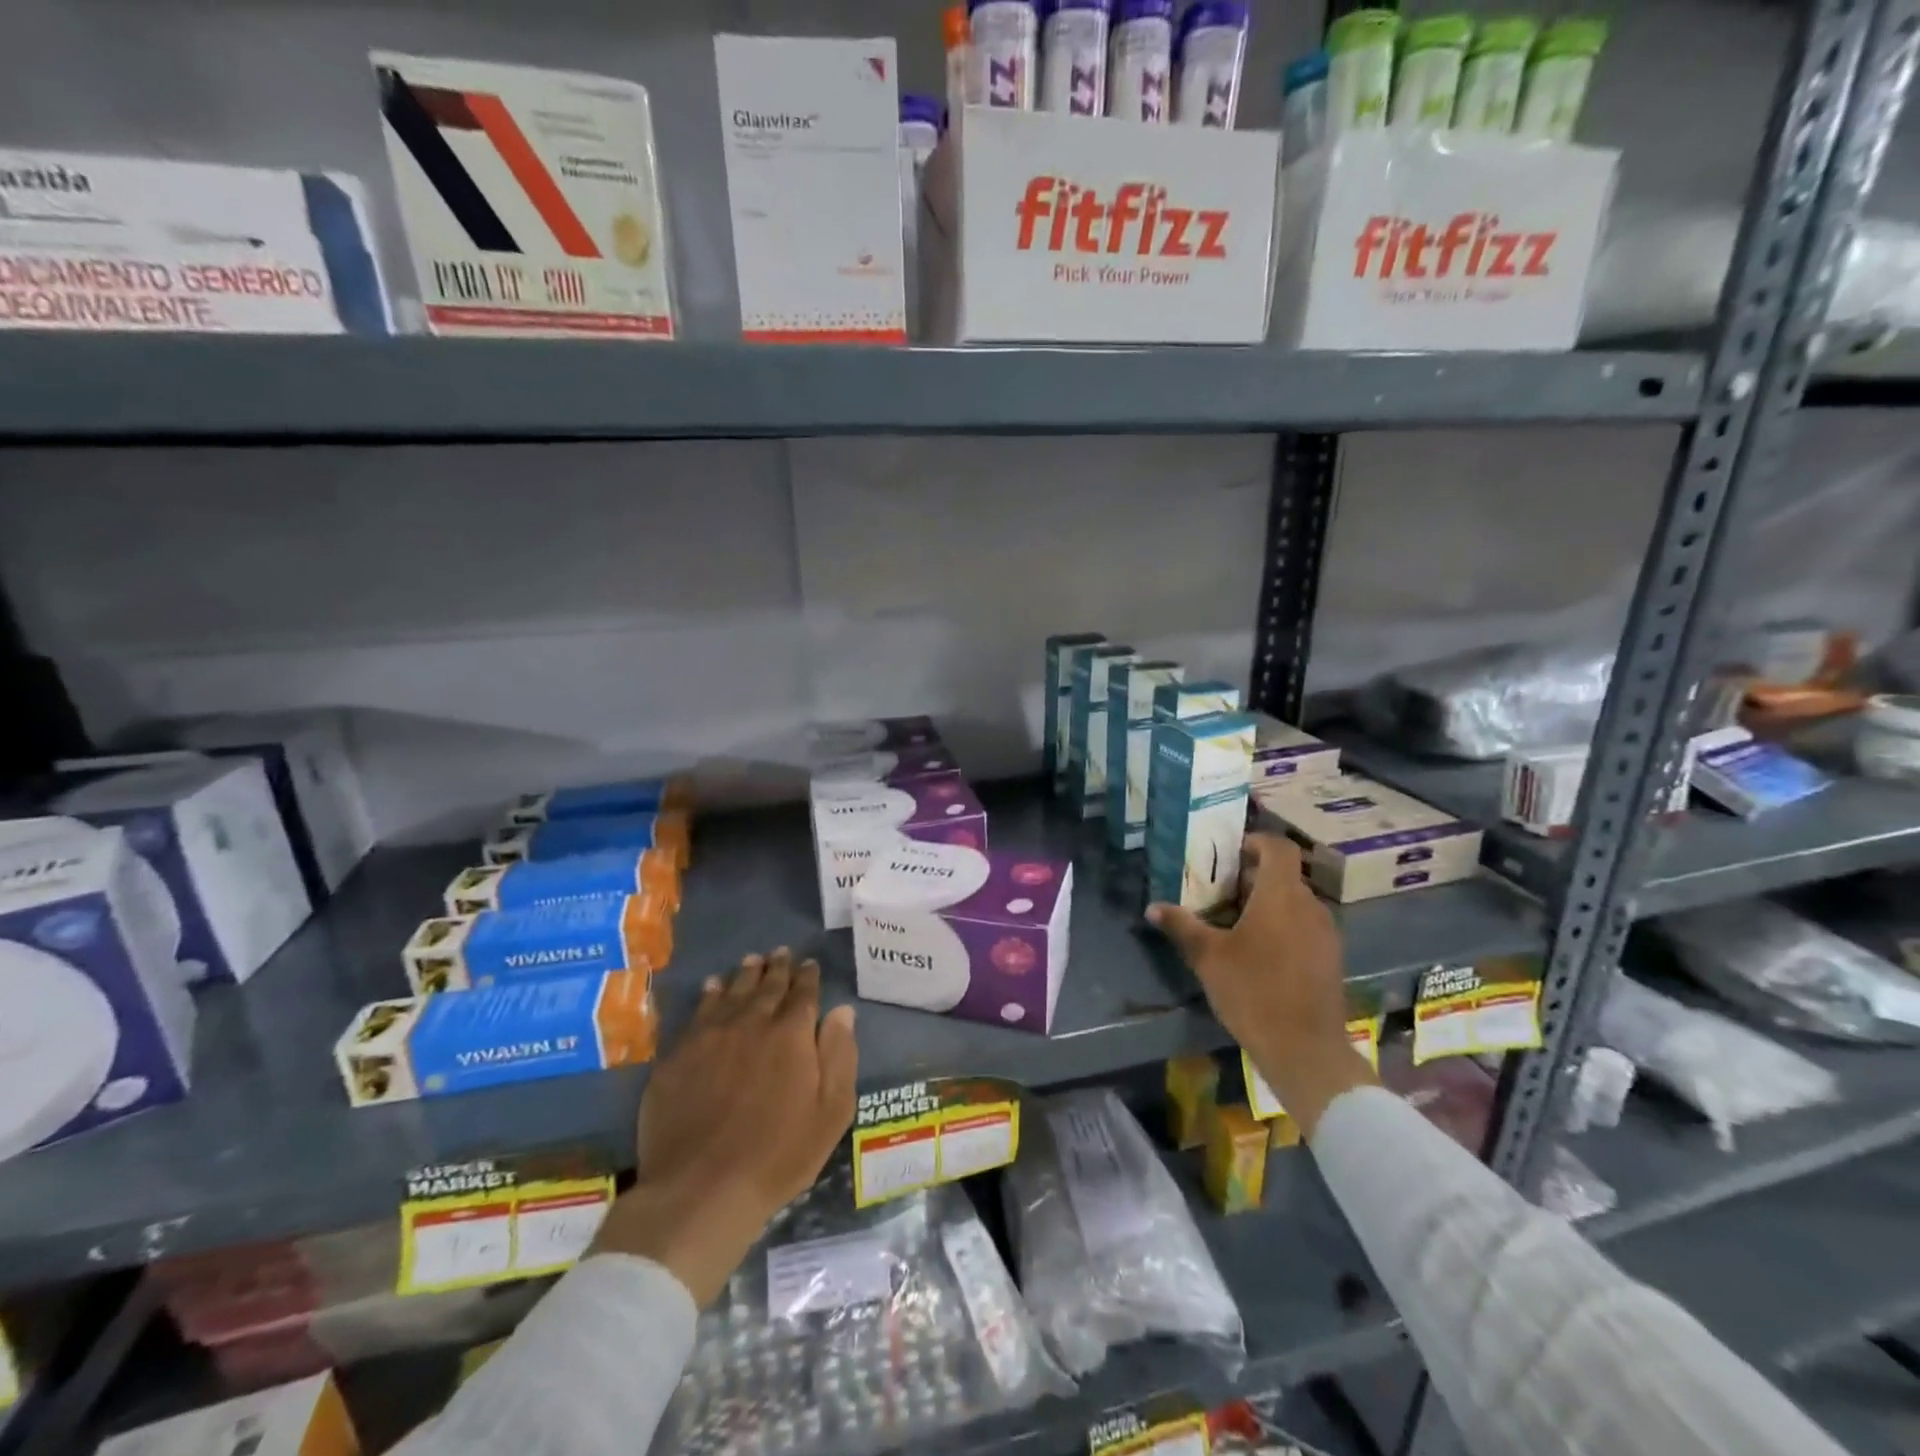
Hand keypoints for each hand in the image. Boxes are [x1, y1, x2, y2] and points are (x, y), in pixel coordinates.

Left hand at [592, 949, 857, 1303]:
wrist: (701, 1188)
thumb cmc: (778, 1155)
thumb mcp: (831, 1111)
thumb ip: (840, 1056)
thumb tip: (842, 1011)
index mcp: (791, 1034)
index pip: (803, 993)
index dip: (808, 976)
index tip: (809, 964)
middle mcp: (751, 1023)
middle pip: (767, 986)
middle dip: (777, 967)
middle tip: (780, 952)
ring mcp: (710, 1036)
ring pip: (731, 992)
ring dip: (744, 974)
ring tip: (751, 960)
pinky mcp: (678, 1055)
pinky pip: (698, 1012)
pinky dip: (709, 995)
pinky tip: (712, 988)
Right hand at [1148, 834, 1376, 1138]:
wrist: (1305, 1049)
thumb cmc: (1253, 992)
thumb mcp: (1208, 957)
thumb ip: (1182, 926)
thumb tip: (1152, 907)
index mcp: (1280, 896)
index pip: (1278, 848)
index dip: (1257, 842)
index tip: (1232, 852)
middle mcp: (1309, 906)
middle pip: (1284, 876)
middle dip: (1253, 877)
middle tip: (1221, 891)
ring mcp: (1326, 933)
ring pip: (1295, 902)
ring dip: (1269, 903)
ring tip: (1236, 922)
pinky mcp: (1331, 958)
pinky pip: (1305, 926)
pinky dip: (1284, 925)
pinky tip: (1260, 952)